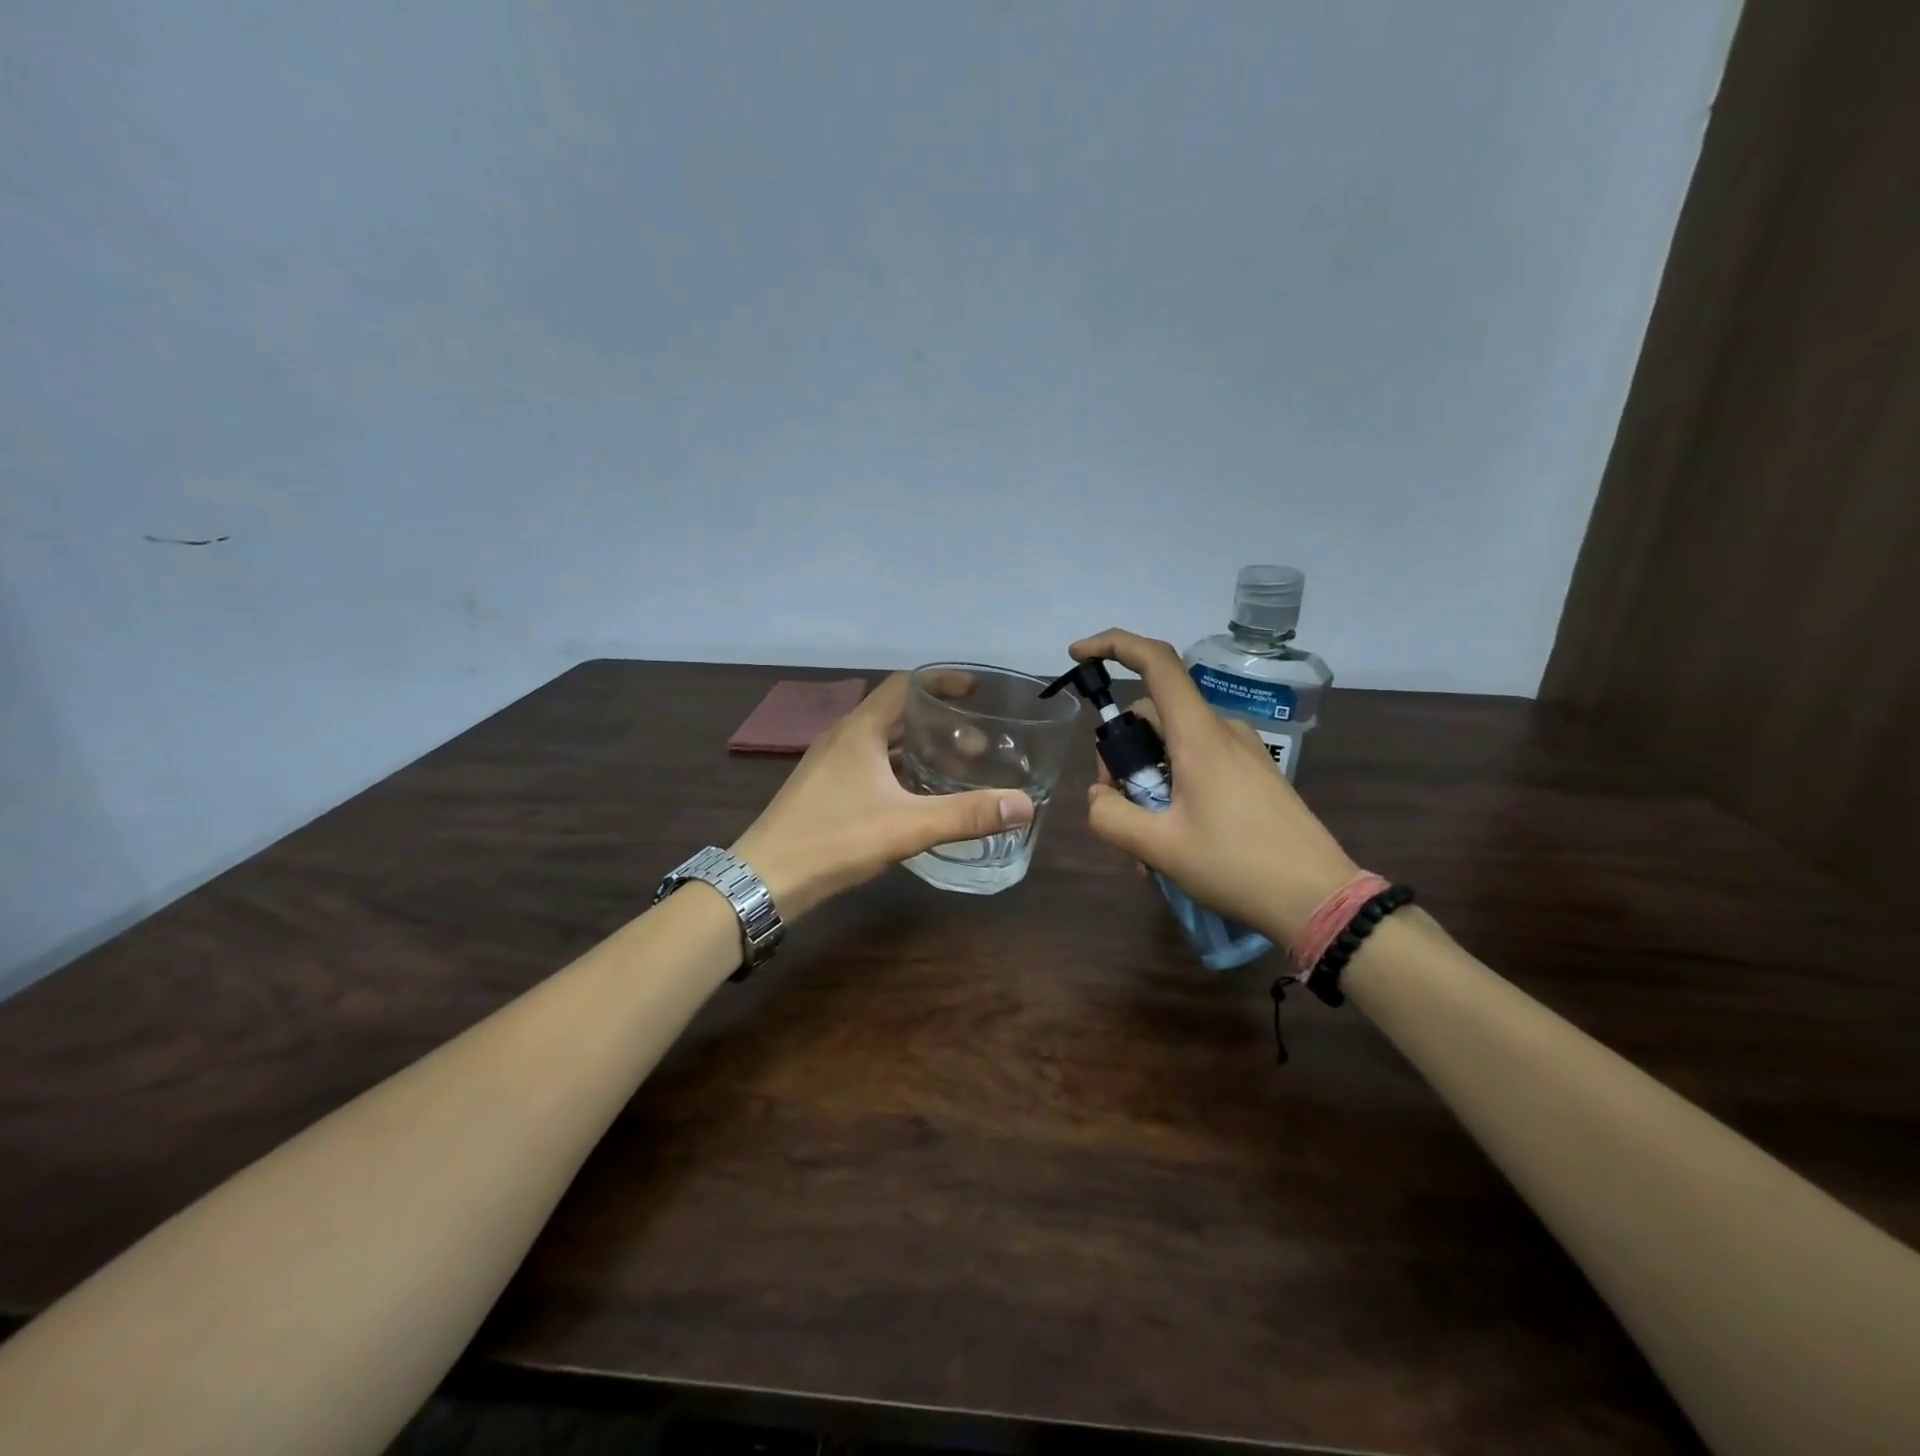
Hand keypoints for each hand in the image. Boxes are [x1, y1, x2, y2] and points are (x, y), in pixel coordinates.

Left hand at [731, 673, 1033, 918]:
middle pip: (896, 714)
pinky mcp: (824, 790)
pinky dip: (898, 770)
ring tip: (954, 767)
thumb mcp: (907, 827)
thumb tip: (1025, 804)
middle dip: (937, 722)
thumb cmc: (834, 840)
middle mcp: (843, 738)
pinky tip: (917, 797)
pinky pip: (869, 766)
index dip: (940, 681)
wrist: (765, 879)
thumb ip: (966, 814)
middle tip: (976, 742)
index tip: (975, 689)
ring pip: (882, 743)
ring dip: (917, 748)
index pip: (904, 685)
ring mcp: (829, 765)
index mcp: (860, 731)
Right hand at [1072, 628, 1359, 945]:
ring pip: (1171, 746)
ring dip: (1146, 784)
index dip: (1112, 645)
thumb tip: (1099, 796)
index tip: (1077, 656)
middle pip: (1151, 715)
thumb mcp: (1159, 847)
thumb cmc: (1237, 867)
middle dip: (1120, 756)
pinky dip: (1172, 791)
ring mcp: (1241, 752)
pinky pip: (1196, 764)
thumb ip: (1110, 816)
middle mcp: (1221, 730)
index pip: (1155, 662)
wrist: (1319, 900)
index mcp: (1198, 735)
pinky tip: (1173, 842)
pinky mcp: (1253, 775)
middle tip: (1116, 809)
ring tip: (1146, 847)